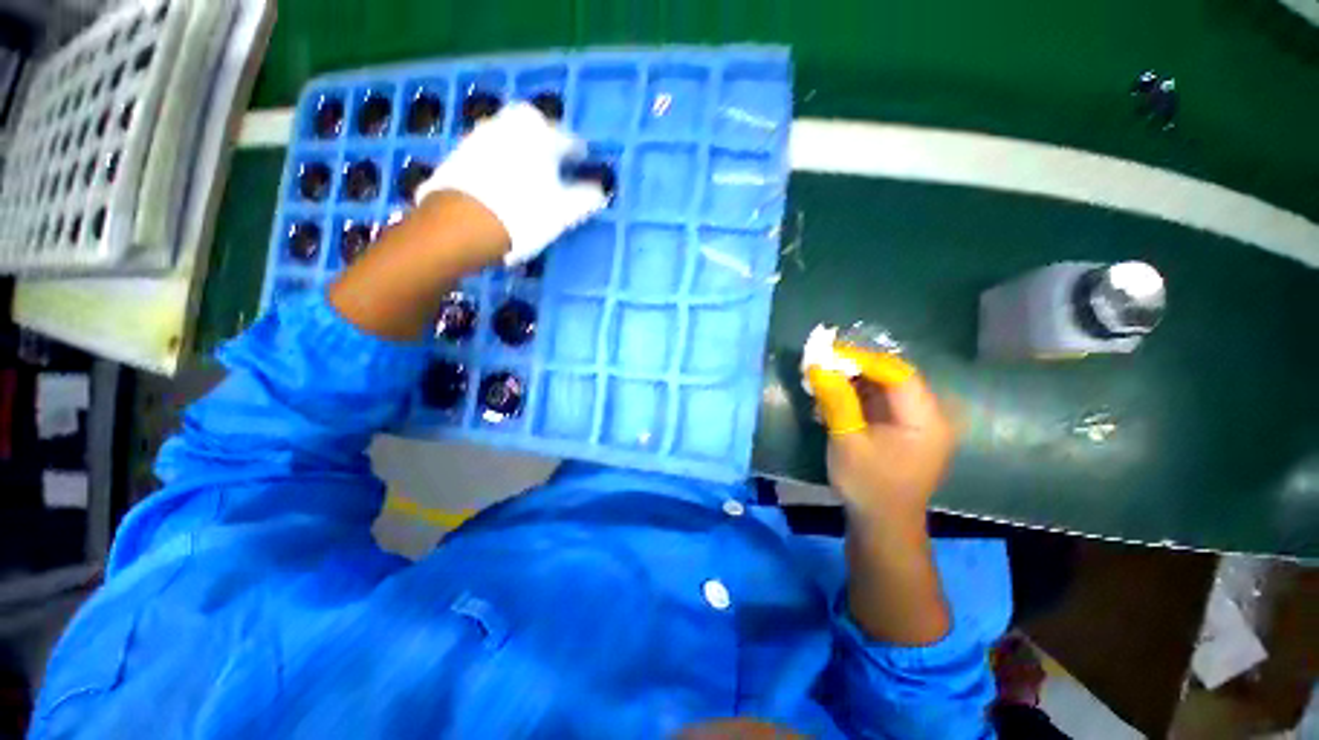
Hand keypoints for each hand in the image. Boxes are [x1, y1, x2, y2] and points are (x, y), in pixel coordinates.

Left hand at [414, 102, 607, 265]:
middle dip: (545, 137)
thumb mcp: (563, 212)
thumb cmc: (522, 215)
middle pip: (532, 124)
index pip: (566, 139)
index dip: (577, 151)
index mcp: (539, 136)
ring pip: (509, 134)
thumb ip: (585, 199)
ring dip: (521, 146)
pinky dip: (501, 157)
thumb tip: (601, 192)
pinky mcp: (460, 152)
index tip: (581, 158)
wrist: (461, 224)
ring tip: (529, 168)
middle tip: (553, 155)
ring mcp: (481, 136)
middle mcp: (509, 127)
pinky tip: (503, 177)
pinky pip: (489, 147)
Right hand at [806, 348, 955, 522]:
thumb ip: (836, 400)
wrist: (882, 525)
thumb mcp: (847, 441)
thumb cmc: (868, 486)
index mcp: (925, 420)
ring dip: (853, 379)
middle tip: (822, 362)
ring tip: (822, 377)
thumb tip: (818, 365)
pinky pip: (879, 401)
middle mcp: (928, 415)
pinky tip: (832, 395)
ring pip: (884, 387)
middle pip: (892, 376)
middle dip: (856, 367)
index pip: (897, 374)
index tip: (829, 353)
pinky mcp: (902, 428)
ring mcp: (916, 422)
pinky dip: (856, 394)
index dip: (864, 359)